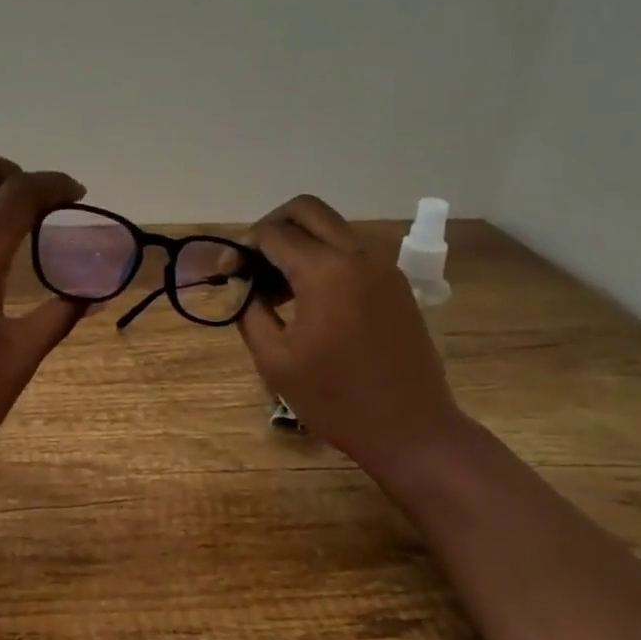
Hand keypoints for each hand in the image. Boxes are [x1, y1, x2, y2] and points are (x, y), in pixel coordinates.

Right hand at [238, 195, 470, 480]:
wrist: (411, 429)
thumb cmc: (335, 399)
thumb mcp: (275, 360)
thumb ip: (250, 311)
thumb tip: (243, 285)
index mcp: (325, 272)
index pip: (273, 233)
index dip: (243, 248)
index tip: (228, 274)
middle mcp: (357, 256)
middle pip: (307, 210)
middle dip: (272, 226)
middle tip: (253, 262)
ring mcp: (383, 268)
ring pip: (332, 229)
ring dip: (299, 243)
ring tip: (277, 288)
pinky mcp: (396, 285)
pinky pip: (352, 253)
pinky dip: (324, 260)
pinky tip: (310, 300)